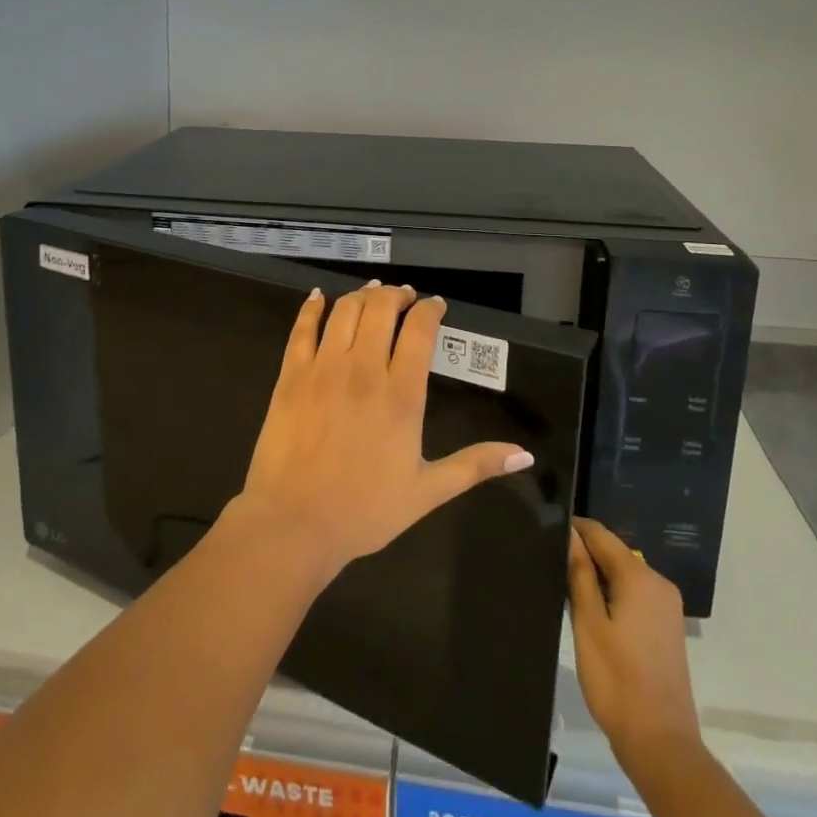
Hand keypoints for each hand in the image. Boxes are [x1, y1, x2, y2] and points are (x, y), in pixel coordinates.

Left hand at [231, 282, 533, 580]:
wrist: (294, 523)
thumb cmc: (364, 510)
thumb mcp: (427, 492)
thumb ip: (475, 465)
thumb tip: (526, 454)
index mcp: (401, 394)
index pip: (420, 330)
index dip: (429, 309)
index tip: (436, 306)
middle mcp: (363, 370)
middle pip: (381, 309)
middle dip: (396, 295)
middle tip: (404, 297)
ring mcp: (323, 368)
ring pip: (345, 311)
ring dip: (362, 295)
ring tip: (372, 293)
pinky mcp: (291, 375)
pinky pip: (302, 328)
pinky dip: (312, 307)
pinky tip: (318, 297)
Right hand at [568, 518, 699, 771]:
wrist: (661, 744)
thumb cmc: (616, 681)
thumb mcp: (588, 624)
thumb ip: (580, 574)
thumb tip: (570, 535)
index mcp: (639, 577)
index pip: (601, 534)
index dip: (573, 529)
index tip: (545, 532)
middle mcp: (658, 583)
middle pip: (614, 552)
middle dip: (585, 554)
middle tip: (551, 565)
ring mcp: (667, 606)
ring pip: (624, 574)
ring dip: (598, 576)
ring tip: (565, 587)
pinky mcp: (667, 627)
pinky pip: (635, 594)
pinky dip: (613, 594)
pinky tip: (592, 612)